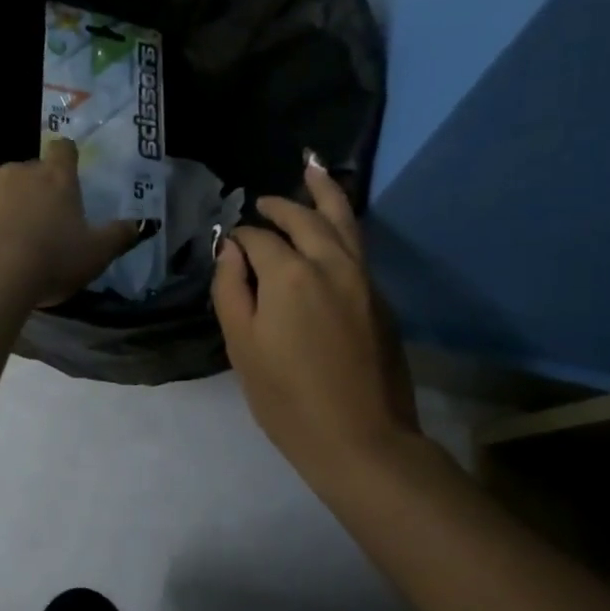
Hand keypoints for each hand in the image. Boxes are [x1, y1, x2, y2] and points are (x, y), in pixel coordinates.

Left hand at [0, 139, 147, 308]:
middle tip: (33, 210)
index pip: (63, 151)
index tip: (65, 164)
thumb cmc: (51, 262)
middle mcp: (17, 173)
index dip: (65, 155)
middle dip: (28, 181)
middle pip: (25, 165)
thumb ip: (119, 236)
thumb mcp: (96, 255)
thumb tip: (144, 223)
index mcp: (56, 180)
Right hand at [211, 154, 425, 484]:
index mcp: (290, 274)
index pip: (259, 238)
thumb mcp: (243, 346)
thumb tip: (231, 250)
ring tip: (312, 171)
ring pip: (344, 222)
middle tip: (262, 201)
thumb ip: (231, 290)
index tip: (228, 245)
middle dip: (281, 205)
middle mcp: (331, 263)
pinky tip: (330, 229)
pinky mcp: (381, 298)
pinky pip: (357, 247)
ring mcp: (363, 279)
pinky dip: (341, 226)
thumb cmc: (287, 398)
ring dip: (325, 195)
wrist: (361, 439)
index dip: (240, 237)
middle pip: (306, 218)